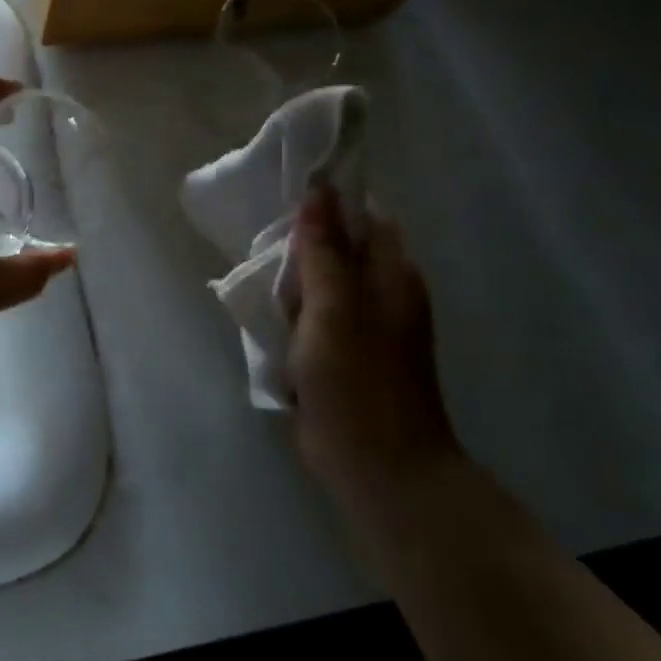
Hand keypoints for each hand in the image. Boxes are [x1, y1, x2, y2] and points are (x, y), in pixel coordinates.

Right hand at [286, 187, 461, 501]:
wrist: (379, 469)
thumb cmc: (357, 382)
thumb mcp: (332, 307)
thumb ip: (322, 249)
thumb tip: (318, 191)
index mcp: (392, 274)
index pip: (364, 215)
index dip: (328, 202)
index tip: (285, 203)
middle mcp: (382, 292)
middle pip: (338, 247)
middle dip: (301, 248)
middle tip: (269, 258)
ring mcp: (364, 326)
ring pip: (319, 284)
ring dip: (291, 285)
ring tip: (267, 294)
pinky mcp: (343, 354)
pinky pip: (313, 317)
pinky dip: (292, 316)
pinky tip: (273, 325)